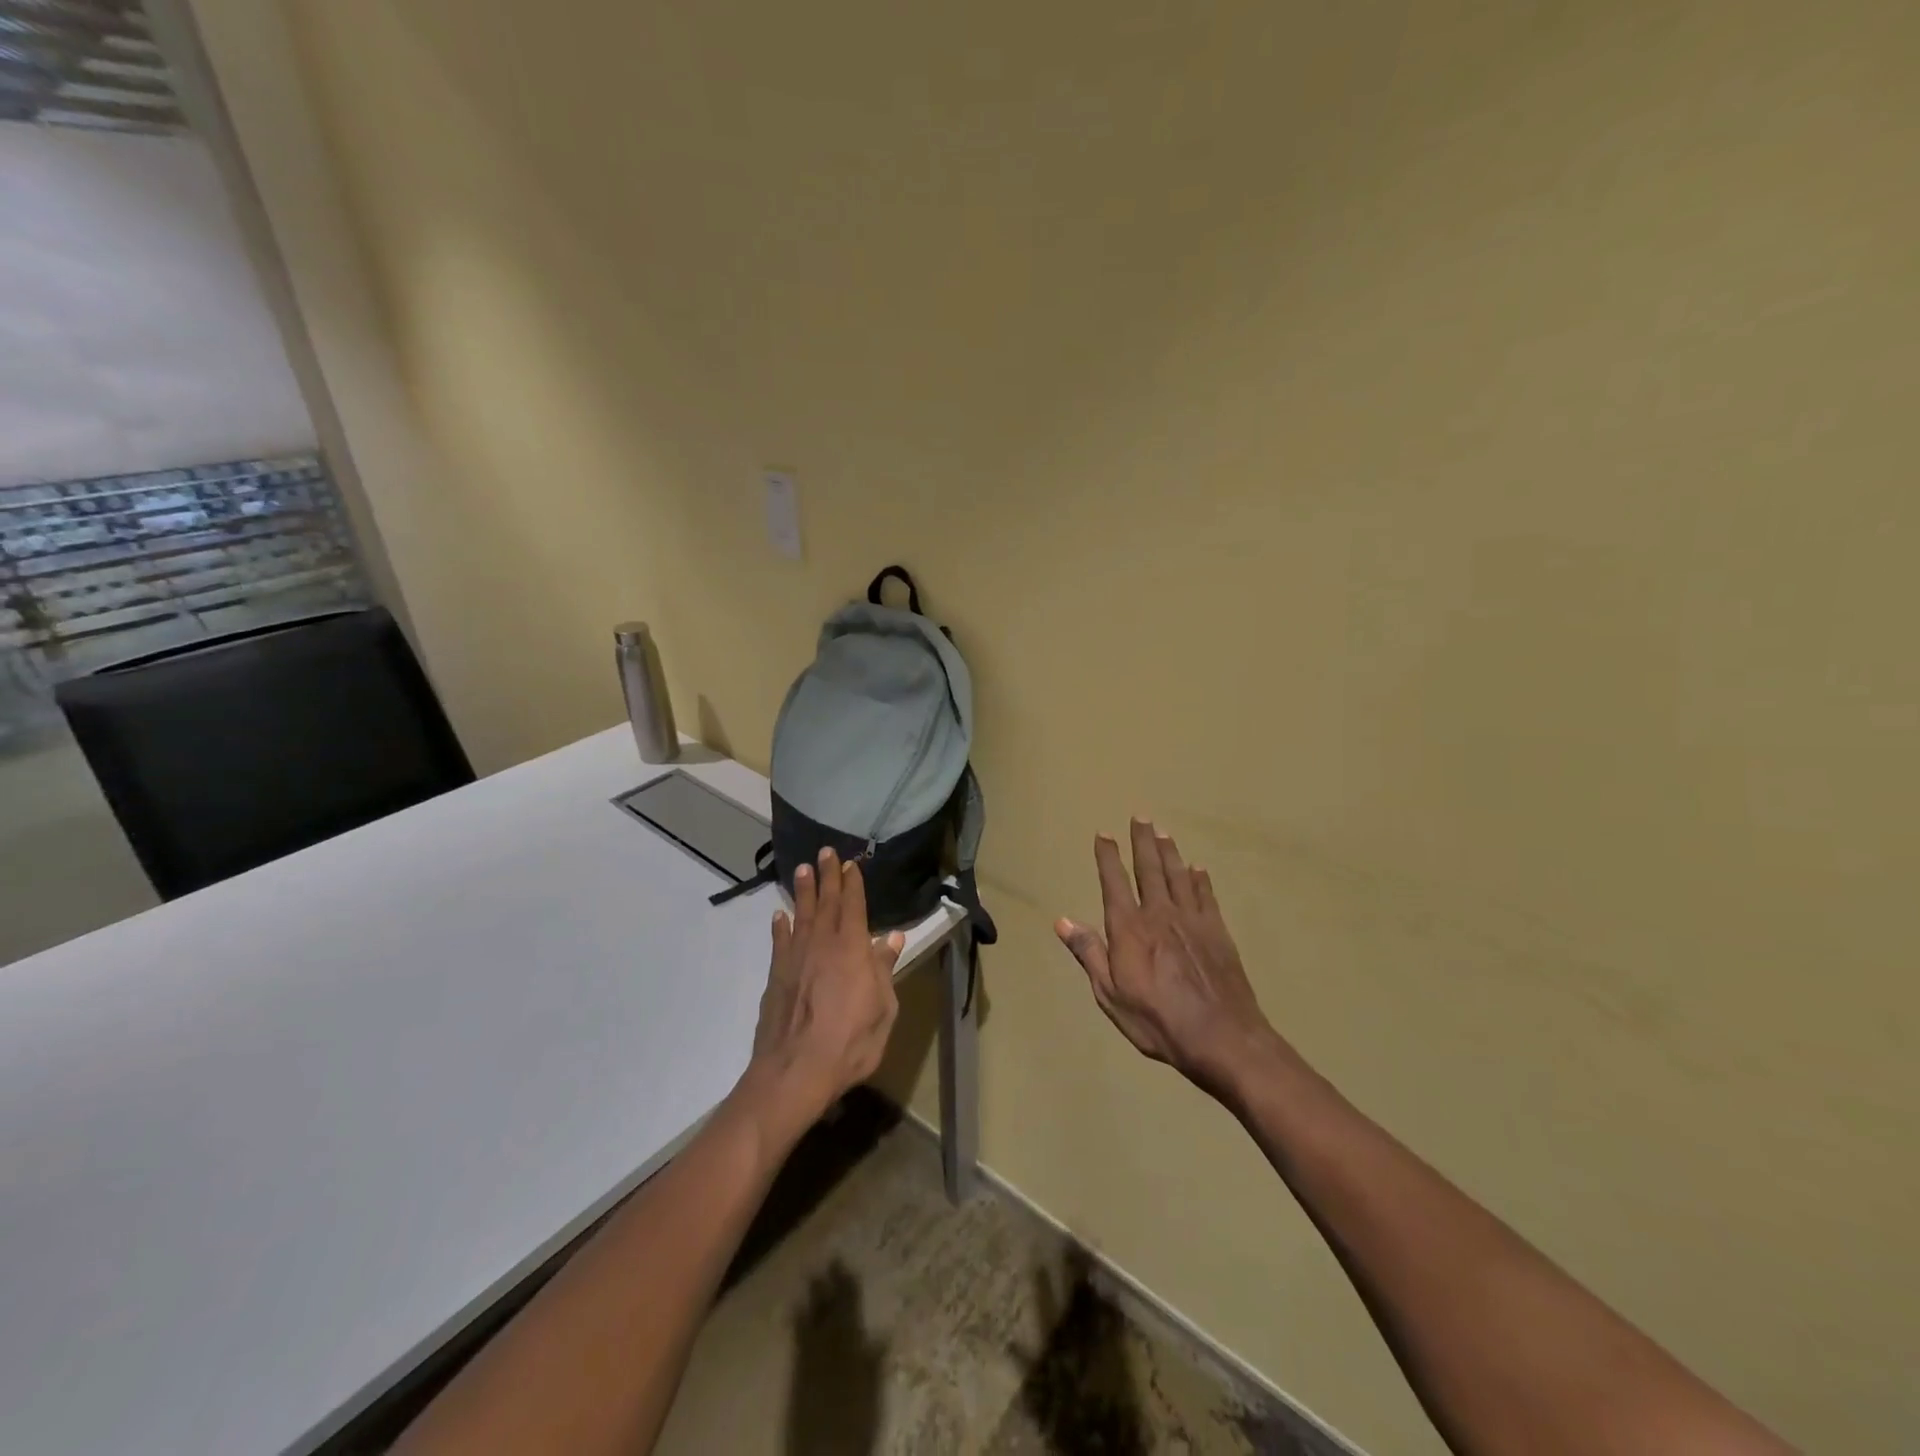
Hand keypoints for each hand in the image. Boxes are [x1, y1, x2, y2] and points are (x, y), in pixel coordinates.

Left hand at [734, 848, 903, 1148]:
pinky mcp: (776, 976)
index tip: (851, 864)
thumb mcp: (883, 1010)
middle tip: (825, 851)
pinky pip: (779, 942)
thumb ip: (884, 972)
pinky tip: (780, 916)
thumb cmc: (850, 1043)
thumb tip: (891, 940)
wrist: (795, 1071)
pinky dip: (780, 926)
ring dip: (803, 891)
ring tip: (803, 869)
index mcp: (852, 950)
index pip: (854, 907)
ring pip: (800, 915)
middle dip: (827, 876)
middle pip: (826, 902)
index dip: (852, 884)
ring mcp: (796, 958)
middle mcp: (822, 945)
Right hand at [1056, 820, 1282, 1097]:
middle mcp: (1159, 914)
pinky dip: (1200, 880)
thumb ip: (1089, 954)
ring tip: (1163, 832)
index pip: (1114, 882)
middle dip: (1142, 842)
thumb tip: (1063, 920)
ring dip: (1169, 852)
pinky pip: (1205, 896)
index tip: (1104, 834)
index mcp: (1129, 928)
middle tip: (1140, 817)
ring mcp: (1192, 920)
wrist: (1221, 1036)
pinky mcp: (1218, 932)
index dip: (1108, 857)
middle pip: (1149, 869)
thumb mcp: (1110, 994)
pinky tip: (1197, 869)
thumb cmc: (1157, 1020)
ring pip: (1178, 876)